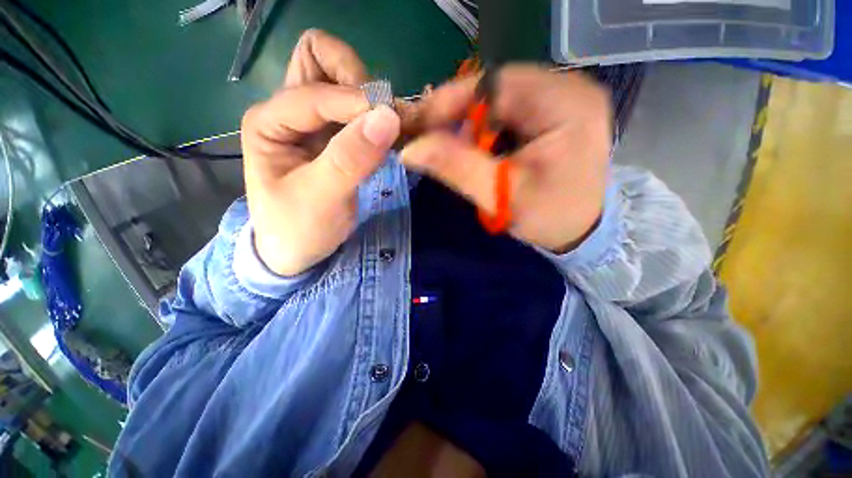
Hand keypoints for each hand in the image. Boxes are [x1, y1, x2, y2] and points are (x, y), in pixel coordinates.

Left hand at [241, 29, 400, 275]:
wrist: (299, 250)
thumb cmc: (298, 228)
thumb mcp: (320, 199)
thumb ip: (350, 159)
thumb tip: (388, 116)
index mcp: (269, 122)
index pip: (315, 90)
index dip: (355, 102)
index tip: (390, 124)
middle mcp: (288, 111)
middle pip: (319, 58)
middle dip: (356, 79)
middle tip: (381, 116)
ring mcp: (313, 121)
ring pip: (340, 78)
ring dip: (368, 94)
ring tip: (387, 128)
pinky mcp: (335, 136)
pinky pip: (356, 107)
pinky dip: (375, 114)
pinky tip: (386, 138)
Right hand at [401, 65, 611, 252]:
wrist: (581, 227)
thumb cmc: (548, 216)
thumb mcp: (500, 195)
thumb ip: (457, 168)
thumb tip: (410, 149)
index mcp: (566, 105)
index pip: (496, 84)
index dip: (451, 101)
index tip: (420, 124)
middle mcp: (570, 88)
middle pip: (497, 86)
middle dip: (460, 112)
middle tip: (433, 138)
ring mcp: (564, 95)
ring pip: (500, 95)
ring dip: (472, 120)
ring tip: (457, 147)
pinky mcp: (555, 108)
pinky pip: (509, 106)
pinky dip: (486, 123)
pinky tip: (479, 145)